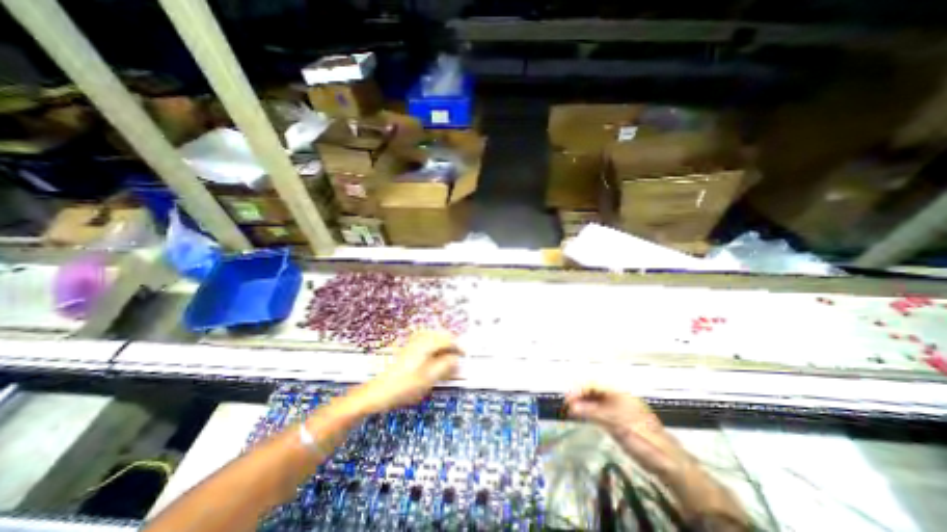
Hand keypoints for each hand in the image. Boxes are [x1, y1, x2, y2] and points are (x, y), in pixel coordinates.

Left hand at [348, 333, 460, 415]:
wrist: (378, 392)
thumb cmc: (403, 385)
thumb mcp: (429, 378)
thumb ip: (446, 366)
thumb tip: (456, 358)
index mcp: (426, 343)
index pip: (448, 339)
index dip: (458, 347)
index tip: (465, 355)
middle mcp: (419, 339)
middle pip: (441, 335)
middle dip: (451, 344)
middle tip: (457, 356)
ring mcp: (412, 343)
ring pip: (434, 338)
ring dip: (443, 345)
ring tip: (447, 358)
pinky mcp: (407, 349)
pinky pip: (426, 342)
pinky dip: (434, 348)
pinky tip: (434, 359)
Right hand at [561, 386, 689, 477]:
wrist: (667, 461)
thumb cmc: (639, 437)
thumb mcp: (613, 423)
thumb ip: (591, 412)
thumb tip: (571, 406)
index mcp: (618, 393)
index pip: (593, 384)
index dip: (579, 390)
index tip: (567, 399)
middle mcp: (619, 397)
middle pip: (595, 391)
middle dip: (580, 396)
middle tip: (567, 405)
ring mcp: (621, 409)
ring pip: (597, 401)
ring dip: (585, 404)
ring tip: (573, 411)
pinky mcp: (621, 420)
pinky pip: (602, 411)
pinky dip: (591, 412)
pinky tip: (585, 417)